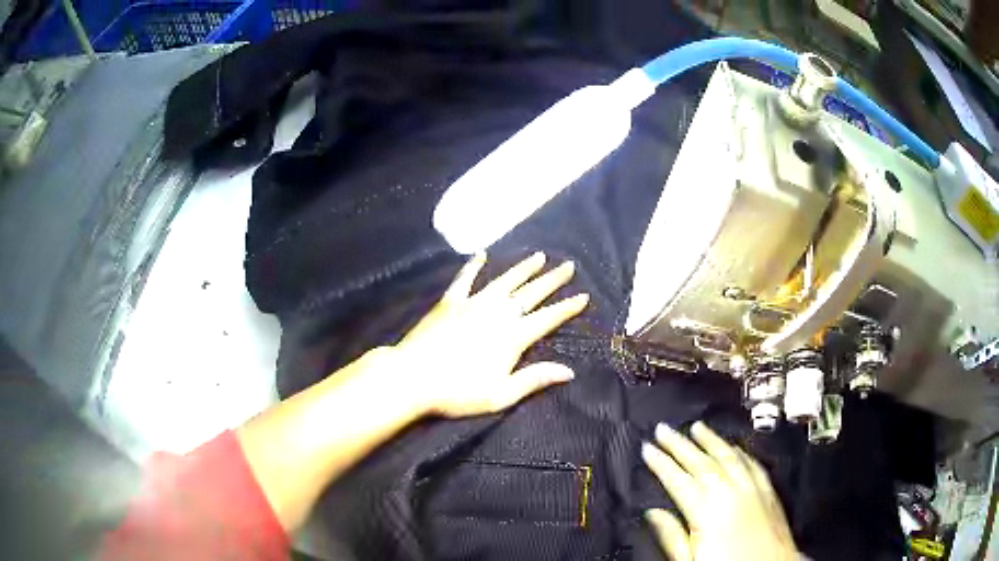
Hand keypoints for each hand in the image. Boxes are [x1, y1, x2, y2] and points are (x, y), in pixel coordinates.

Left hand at [393, 251, 588, 417]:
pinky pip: (464, 279)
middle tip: (568, 265)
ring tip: (539, 256)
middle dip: (552, 280)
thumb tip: (569, 372)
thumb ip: (534, 379)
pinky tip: (481, 255)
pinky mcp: (449, 302)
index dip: (567, 307)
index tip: (583, 295)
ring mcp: (472, 304)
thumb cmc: (458, 391)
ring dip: (523, 268)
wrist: (414, 377)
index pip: (548, 318)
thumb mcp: (501, 394)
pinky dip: (473, 266)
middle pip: (531, 293)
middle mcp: (497, 314)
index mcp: (513, 337)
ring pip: (504, 281)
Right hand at [642, 422, 797, 560]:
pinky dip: (740, 452)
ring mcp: (753, 490)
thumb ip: (672, 536)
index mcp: (708, 513)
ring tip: (697, 427)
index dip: (661, 463)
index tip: (648, 449)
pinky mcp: (769, 492)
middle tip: (664, 429)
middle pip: (701, 462)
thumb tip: (654, 514)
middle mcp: (731, 495)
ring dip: (710, 440)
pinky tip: (734, 447)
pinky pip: (753, 463)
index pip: (678, 480)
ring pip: (728, 456)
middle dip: (679, 444)